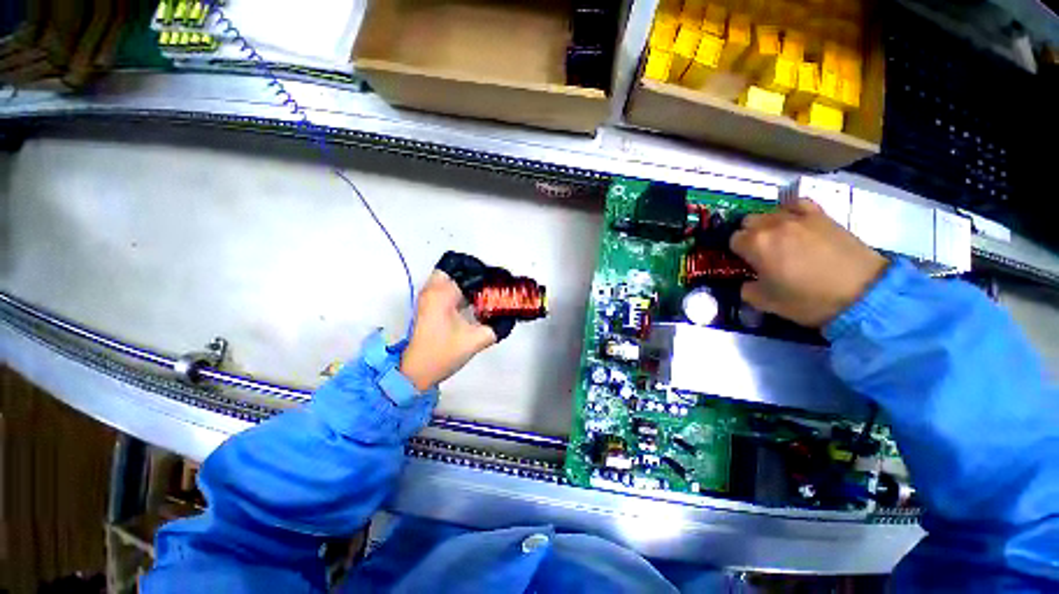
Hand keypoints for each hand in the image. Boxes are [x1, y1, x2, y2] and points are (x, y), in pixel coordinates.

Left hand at [399, 271, 498, 390]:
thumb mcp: (476, 340)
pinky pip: (445, 289)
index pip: (466, 272)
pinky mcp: (428, 307)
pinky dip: (459, 291)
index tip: (499, 281)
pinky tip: (474, 302)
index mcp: (442, 293)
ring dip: (466, 282)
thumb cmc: (443, 354)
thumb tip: (510, 318)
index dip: (484, 274)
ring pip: (448, 278)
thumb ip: (498, 327)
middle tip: (490, 284)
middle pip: (454, 269)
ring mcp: (427, 298)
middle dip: (473, 274)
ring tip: (485, 291)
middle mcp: (432, 290)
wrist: (415, 372)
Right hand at [730, 198, 888, 327]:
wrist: (862, 293)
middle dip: (749, 235)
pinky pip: (797, 203)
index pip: (733, 239)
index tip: (745, 263)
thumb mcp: (766, 303)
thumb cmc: (807, 299)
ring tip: (778, 239)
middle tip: (759, 252)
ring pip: (770, 212)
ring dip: (767, 224)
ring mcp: (799, 217)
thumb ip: (746, 289)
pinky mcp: (821, 215)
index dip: (737, 252)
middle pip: (748, 221)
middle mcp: (772, 225)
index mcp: (755, 244)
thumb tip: (747, 282)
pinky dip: (790, 211)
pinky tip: (794, 223)